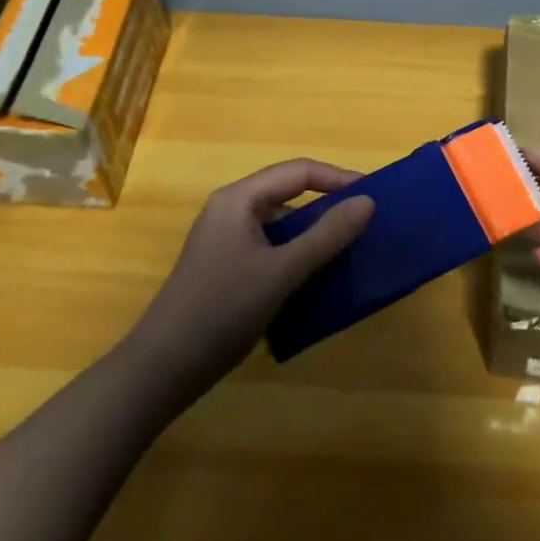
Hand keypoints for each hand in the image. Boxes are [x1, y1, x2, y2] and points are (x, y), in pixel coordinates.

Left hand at [125, 159, 374, 397]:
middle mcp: (232, 211)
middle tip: (367, 225)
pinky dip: (298, 257)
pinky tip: (320, 278)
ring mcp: (228, 240)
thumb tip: (368, 202)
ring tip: (351, 251)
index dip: (338, 179)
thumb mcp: (282, 271)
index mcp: (239, 199)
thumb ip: (327, 235)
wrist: (164, 368)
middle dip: (329, 207)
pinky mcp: (229, 267)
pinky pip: (273, 249)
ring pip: (282, 226)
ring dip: (315, 236)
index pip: (298, 172)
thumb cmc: (223, 310)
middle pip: (289, 195)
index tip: (375, 196)